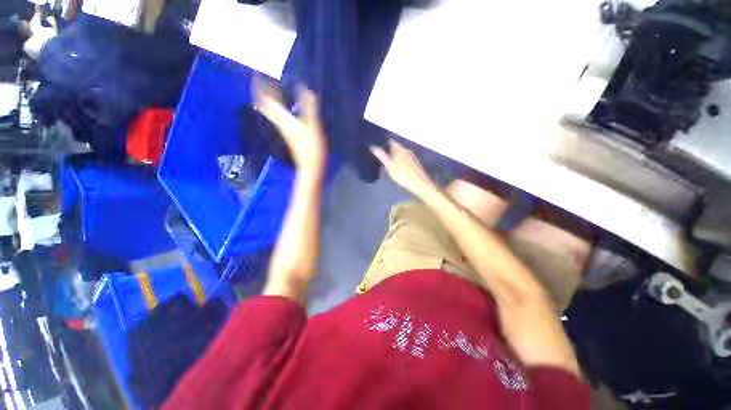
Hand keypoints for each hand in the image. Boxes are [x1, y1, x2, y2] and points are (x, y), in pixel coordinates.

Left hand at [254, 78, 326, 175]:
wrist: (311, 166)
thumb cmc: (312, 149)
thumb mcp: (313, 127)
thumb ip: (309, 109)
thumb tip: (305, 89)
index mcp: (284, 120)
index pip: (267, 101)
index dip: (261, 88)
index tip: (257, 74)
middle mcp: (281, 123)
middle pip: (266, 105)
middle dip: (263, 91)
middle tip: (262, 78)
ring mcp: (285, 129)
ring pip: (272, 110)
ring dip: (270, 98)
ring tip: (272, 87)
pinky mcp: (290, 133)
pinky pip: (279, 115)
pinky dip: (279, 106)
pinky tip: (285, 103)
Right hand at [371, 140, 439, 199]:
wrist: (420, 184)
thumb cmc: (403, 176)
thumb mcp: (390, 167)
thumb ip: (382, 156)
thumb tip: (373, 146)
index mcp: (400, 150)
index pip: (391, 142)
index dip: (384, 144)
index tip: (379, 148)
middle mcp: (407, 150)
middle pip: (396, 147)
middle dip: (389, 150)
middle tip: (383, 158)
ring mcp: (412, 156)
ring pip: (401, 153)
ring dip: (395, 156)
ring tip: (389, 163)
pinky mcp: (415, 162)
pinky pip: (405, 158)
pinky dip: (400, 161)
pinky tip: (399, 168)